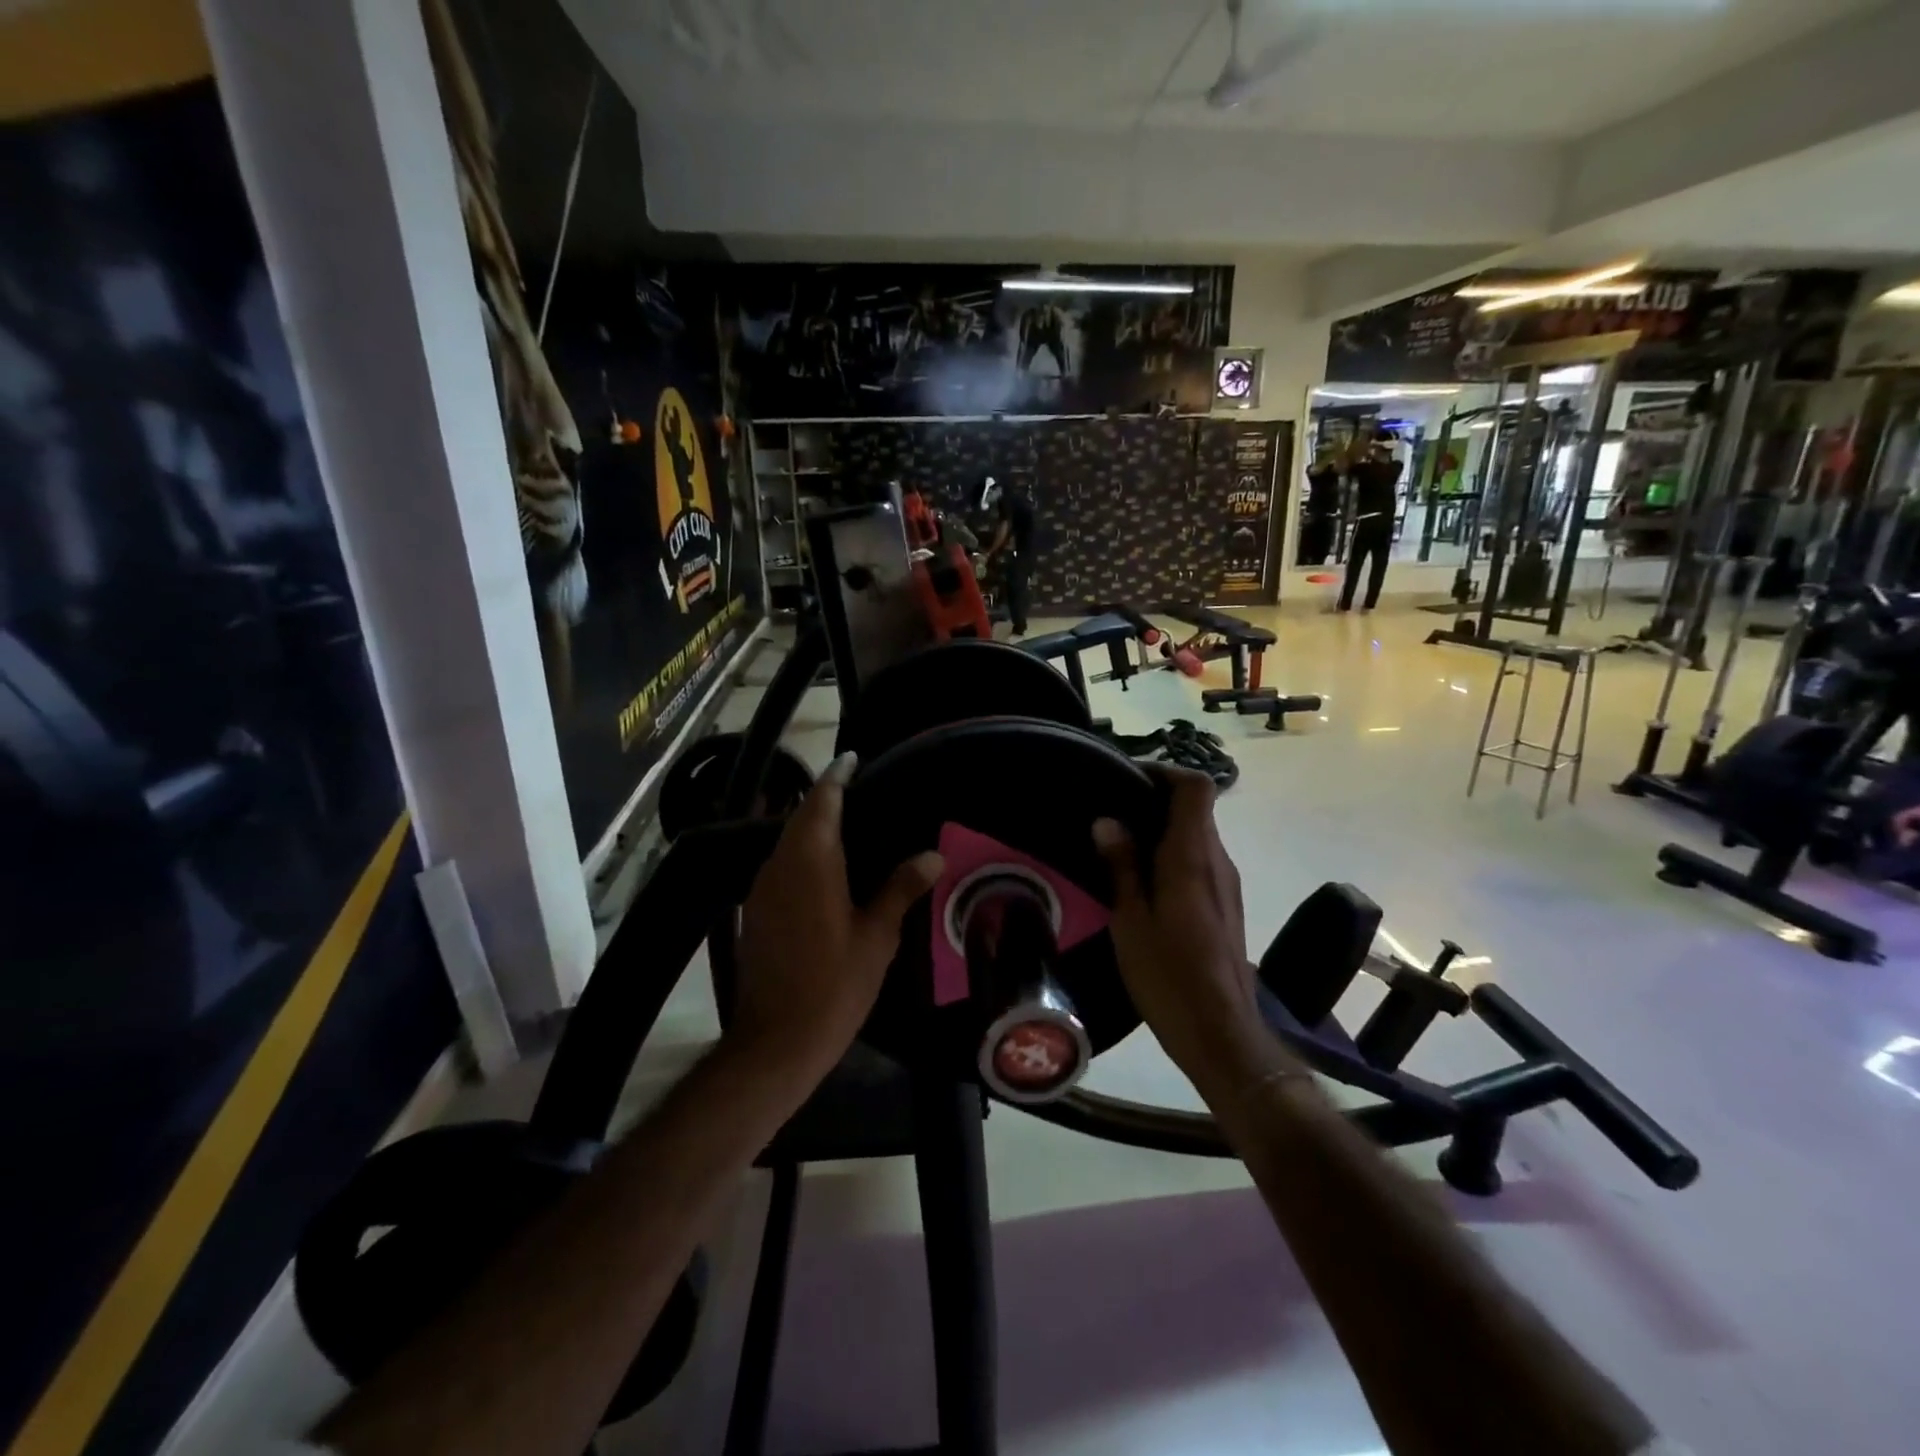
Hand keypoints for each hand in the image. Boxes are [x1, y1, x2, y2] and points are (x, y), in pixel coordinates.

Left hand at [730, 752, 943, 1087]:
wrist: (775, 1041)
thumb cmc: (834, 984)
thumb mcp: (877, 936)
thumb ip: (901, 888)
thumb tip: (934, 854)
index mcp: (811, 861)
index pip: (822, 801)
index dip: (837, 776)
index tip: (853, 758)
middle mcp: (780, 865)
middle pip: (801, 817)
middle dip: (826, 798)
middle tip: (860, 791)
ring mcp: (762, 888)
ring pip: (787, 841)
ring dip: (812, 826)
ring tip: (849, 825)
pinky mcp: (756, 911)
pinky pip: (781, 865)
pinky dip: (803, 853)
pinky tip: (826, 869)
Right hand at [1092, 768, 1270, 1092]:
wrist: (1220, 1033)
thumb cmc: (1168, 975)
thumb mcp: (1131, 919)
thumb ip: (1121, 865)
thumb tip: (1108, 820)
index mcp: (1192, 857)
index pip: (1196, 787)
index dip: (1165, 772)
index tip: (1128, 780)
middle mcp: (1217, 861)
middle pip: (1197, 809)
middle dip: (1156, 802)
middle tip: (1111, 815)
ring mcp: (1227, 884)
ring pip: (1198, 837)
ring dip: (1163, 831)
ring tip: (1119, 847)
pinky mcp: (1227, 906)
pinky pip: (1200, 862)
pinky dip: (1173, 856)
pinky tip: (1142, 883)